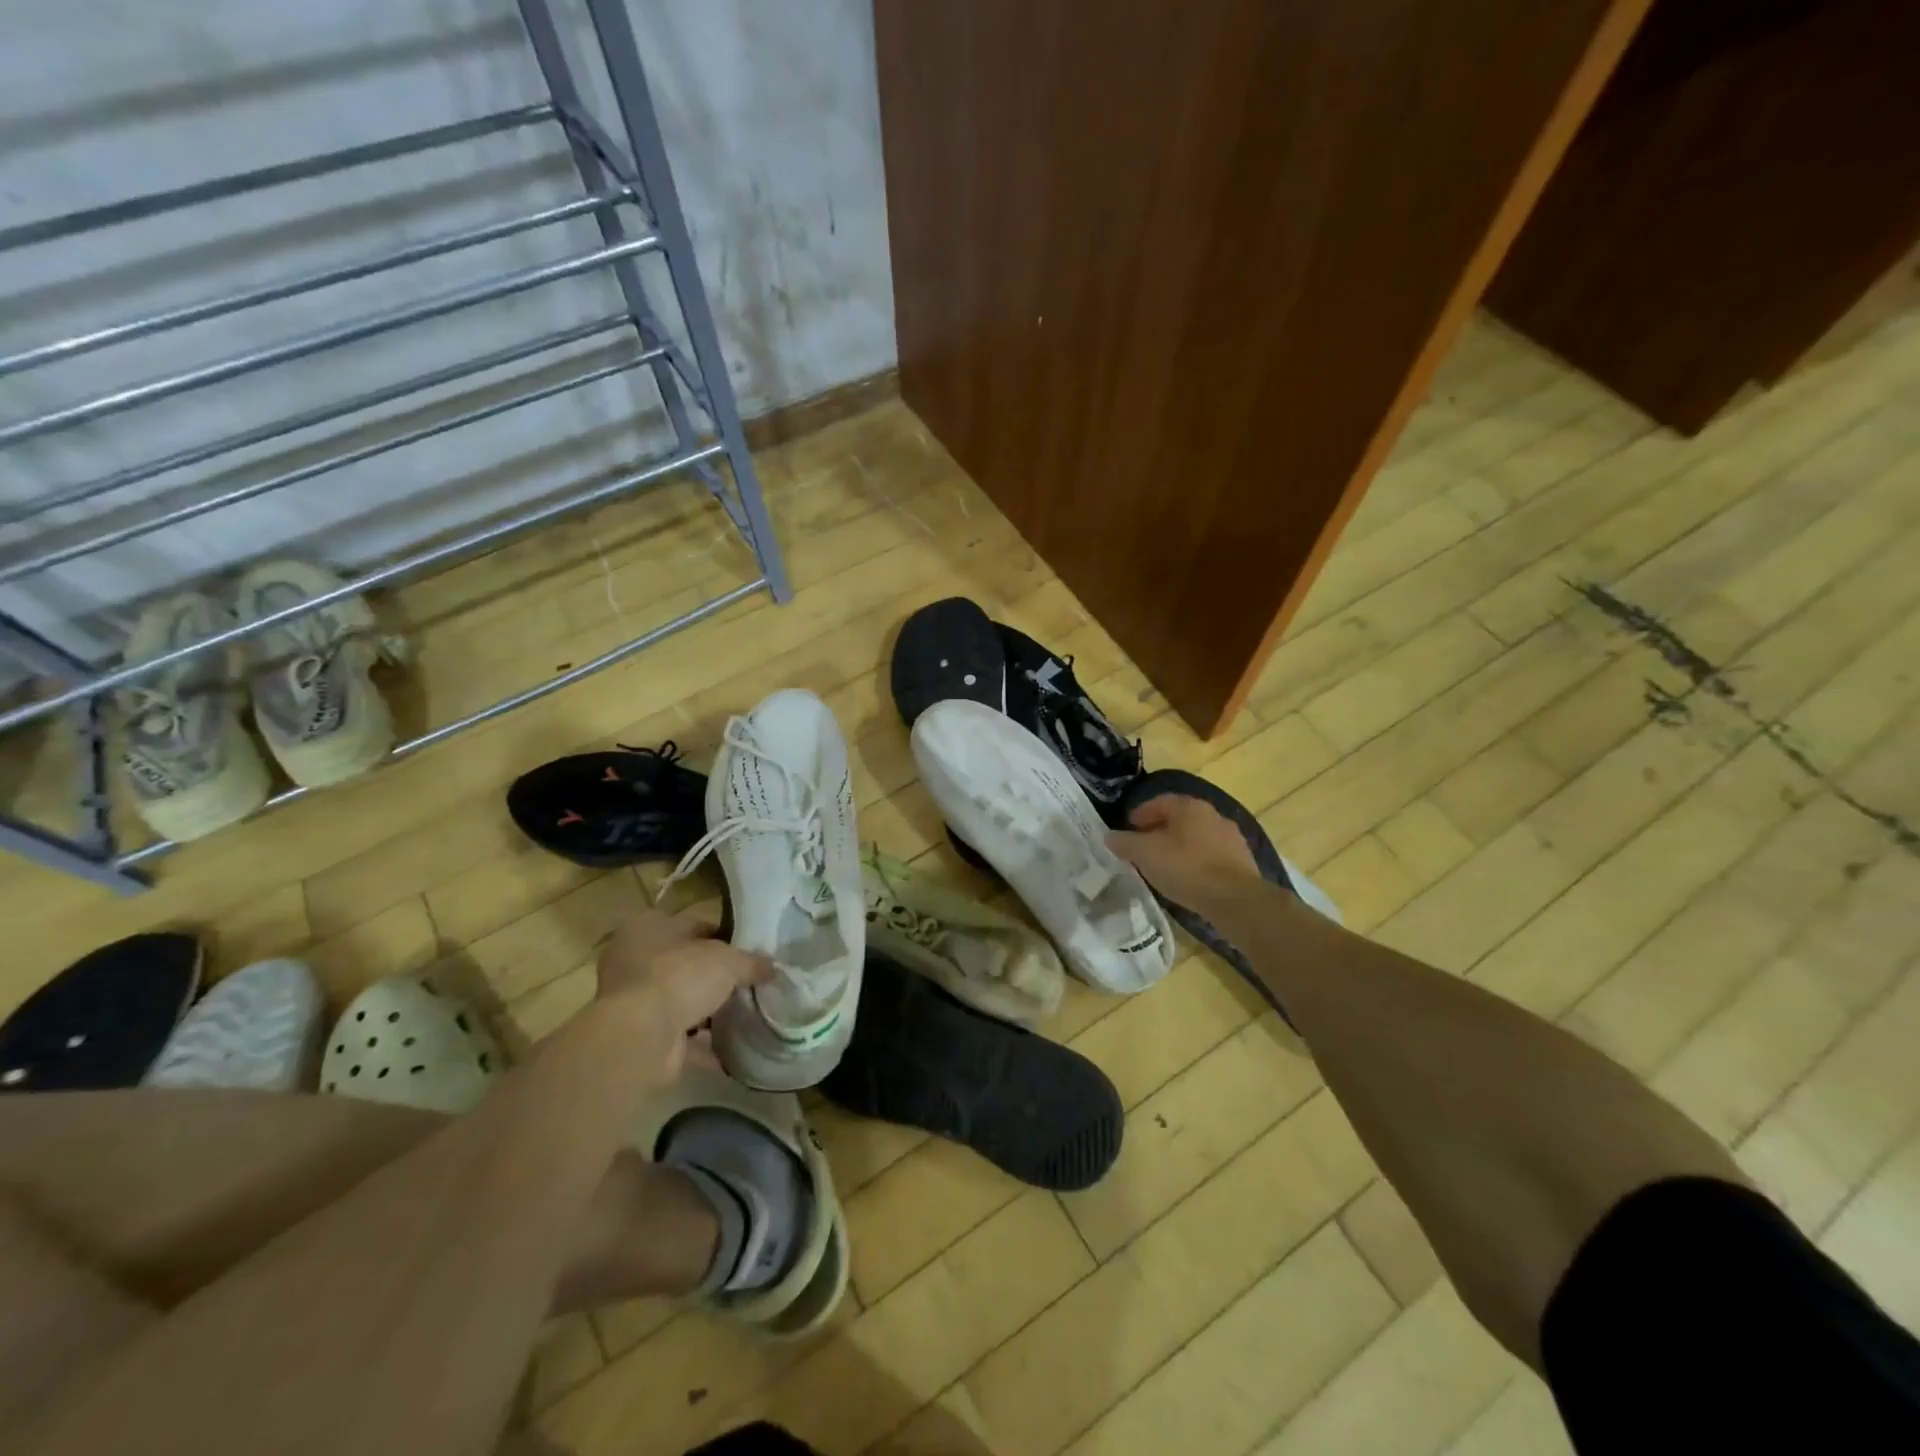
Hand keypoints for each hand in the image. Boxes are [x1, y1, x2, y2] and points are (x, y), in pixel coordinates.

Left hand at [597, 907, 769, 1082]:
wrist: (641, 1036)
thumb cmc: (680, 977)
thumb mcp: (728, 960)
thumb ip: (752, 962)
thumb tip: (773, 968)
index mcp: (648, 927)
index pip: (694, 925)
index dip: (724, 938)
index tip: (749, 952)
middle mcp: (634, 960)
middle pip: (686, 964)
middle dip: (715, 976)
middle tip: (749, 983)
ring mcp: (635, 1001)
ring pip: (681, 1000)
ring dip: (708, 1009)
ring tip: (745, 1014)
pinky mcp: (641, 1035)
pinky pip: (680, 1036)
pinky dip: (704, 1042)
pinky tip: (732, 1046)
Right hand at [1108, 795, 1263, 911]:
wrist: (1235, 900)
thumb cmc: (1186, 868)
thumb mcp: (1145, 854)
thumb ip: (1125, 843)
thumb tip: (1109, 836)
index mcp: (1190, 806)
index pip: (1160, 801)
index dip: (1141, 813)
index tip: (1128, 827)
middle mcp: (1213, 815)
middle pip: (1179, 818)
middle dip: (1159, 830)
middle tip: (1142, 846)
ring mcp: (1231, 838)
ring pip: (1196, 837)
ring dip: (1179, 846)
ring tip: (1163, 864)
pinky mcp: (1242, 861)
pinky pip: (1211, 855)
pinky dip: (1196, 861)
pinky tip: (1187, 878)